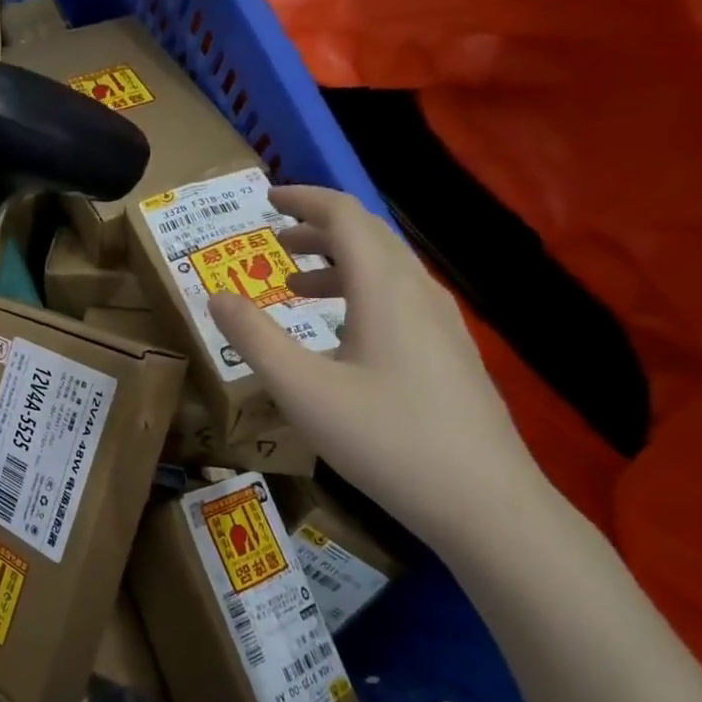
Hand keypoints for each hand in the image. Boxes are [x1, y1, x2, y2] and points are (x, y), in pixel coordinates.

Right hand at [208, 186, 550, 554]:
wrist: (485, 502)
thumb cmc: (386, 439)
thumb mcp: (303, 390)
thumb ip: (255, 339)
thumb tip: (216, 295)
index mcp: (385, 289)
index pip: (345, 216)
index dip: (305, 200)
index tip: (267, 199)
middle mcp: (418, 293)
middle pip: (370, 236)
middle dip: (319, 229)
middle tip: (274, 240)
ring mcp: (443, 324)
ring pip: (387, 269)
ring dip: (339, 263)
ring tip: (297, 285)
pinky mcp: (451, 354)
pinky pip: (400, 299)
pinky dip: (361, 293)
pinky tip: (343, 332)